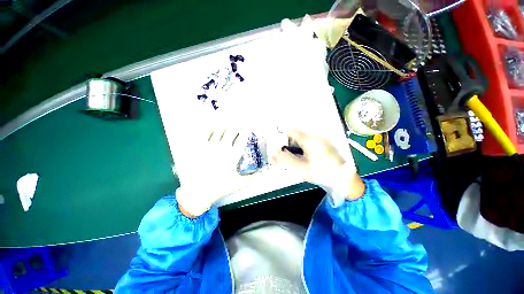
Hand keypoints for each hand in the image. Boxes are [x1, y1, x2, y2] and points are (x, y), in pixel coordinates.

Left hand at [176, 126, 249, 216]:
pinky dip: (210, 127)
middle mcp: (223, 148)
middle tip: (239, 123)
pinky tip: (213, 126)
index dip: (246, 130)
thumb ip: (252, 178)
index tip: (248, 126)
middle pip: (232, 130)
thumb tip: (263, 176)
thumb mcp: (238, 183)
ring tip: (229, 122)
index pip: (242, 138)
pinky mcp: (200, 147)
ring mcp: (210, 146)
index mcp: (233, 155)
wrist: (199, 191)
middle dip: (237, 125)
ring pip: (219, 129)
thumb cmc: (220, 187)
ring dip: (226, 124)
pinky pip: (205, 133)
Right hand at [274, 130, 364, 201]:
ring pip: (304, 138)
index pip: (291, 131)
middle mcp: (317, 136)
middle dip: (290, 143)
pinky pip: (311, 141)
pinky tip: (308, 157)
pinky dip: (305, 147)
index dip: (282, 134)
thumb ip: (284, 159)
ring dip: (298, 146)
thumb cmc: (322, 173)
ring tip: (299, 158)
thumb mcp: (300, 168)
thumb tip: (272, 153)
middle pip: (298, 135)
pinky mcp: (327, 143)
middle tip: (289, 154)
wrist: (344, 179)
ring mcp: (323, 139)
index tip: (277, 139)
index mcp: (310, 140)